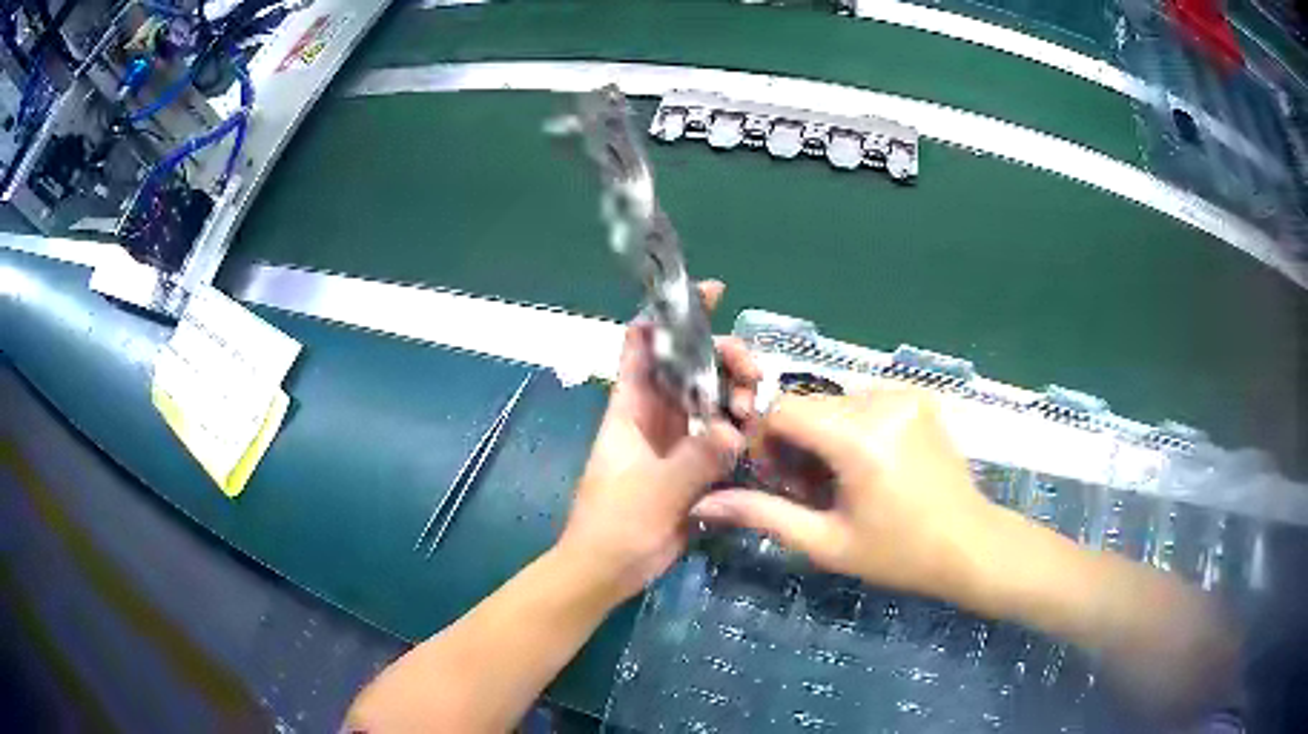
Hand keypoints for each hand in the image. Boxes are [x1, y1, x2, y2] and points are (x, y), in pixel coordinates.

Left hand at [557, 280, 761, 601]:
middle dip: (722, 356)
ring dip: (736, 393)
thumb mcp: (652, 490)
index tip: (710, 294)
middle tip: (753, 369)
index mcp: (630, 407)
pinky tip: (763, 429)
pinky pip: (722, 435)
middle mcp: (656, 414)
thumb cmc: (615, 524)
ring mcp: (677, 439)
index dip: (670, 313)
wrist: (610, 569)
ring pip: (711, 399)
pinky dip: (742, 428)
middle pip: (690, 367)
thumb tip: (735, 430)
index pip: (644, 344)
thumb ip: (693, 461)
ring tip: (760, 404)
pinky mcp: (694, 465)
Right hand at [691, 383, 995, 599]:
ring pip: (834, 401)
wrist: (970, 544)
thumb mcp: (827, 542)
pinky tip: (866, 465)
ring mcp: (905, 394)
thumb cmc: (899, 553)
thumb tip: (702, 505)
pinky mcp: (919, 396)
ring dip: (822, 434)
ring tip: (838, 480)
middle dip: (794, 441)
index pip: (783, 409)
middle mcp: (882, 401)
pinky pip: (864, 401)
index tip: (772, 477)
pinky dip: (851, 426)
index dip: (764, 439)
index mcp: (859, 438)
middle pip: (809, 404)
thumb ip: (763, 516)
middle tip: (806, 488)